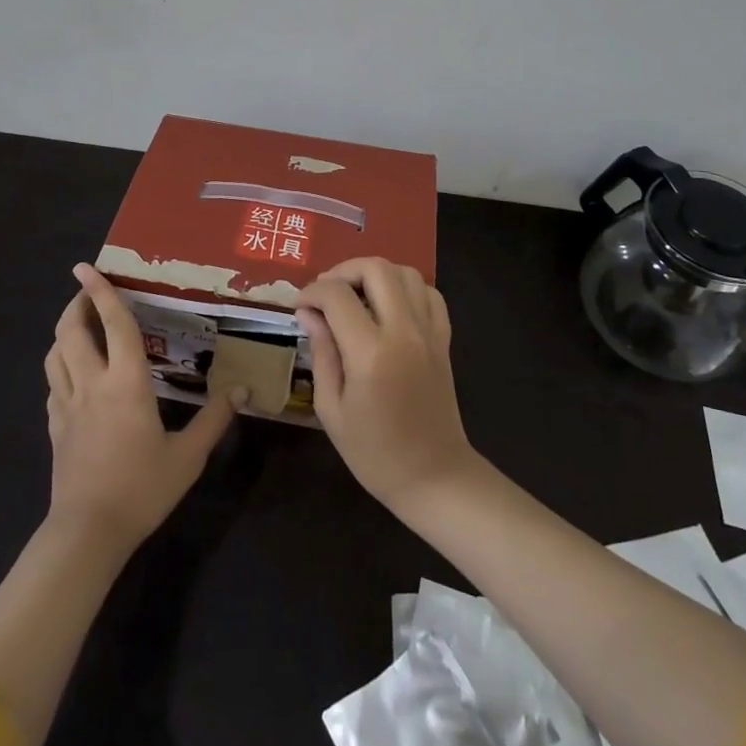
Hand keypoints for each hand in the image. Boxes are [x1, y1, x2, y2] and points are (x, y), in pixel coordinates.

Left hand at [44, 264, 242, 550]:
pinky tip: (74, 374)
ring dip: (65, 332)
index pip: (113, 323)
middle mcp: (91, 383)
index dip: (101, 290)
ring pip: (54, 353)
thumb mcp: (187, 457)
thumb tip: (241, 390)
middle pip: (71, 330)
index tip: (86, 266)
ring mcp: (66, 404)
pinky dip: (61, 365)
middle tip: (88, 292)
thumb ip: (214, 419)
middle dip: (76, 304)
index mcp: (126, 381)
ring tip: (81, 326)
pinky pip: (52, 383)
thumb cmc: (141, 489)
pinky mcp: (54, 426)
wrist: (87, 533)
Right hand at [297, 258, 476, 516]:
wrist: (434, 477)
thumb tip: (308, 313)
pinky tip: (389, 305)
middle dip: (343, 270)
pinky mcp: (444, 338)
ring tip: (356, 294)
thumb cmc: (375, 453)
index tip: (301, 305)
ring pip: (406, 272)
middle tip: (326, 292)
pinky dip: (406, 287)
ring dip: (375, 274)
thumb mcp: (332, 409)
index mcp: (370, 353)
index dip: (312, 292)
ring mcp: (429, 332)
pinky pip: (429, 293)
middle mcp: (403, 331)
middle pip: (375, 268)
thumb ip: (321, 353)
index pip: (337, 296)